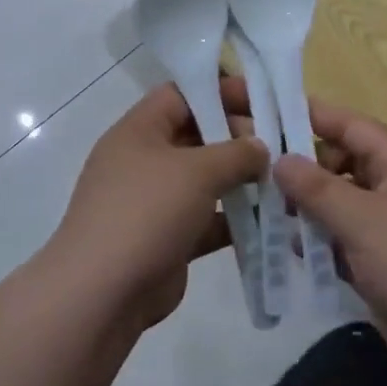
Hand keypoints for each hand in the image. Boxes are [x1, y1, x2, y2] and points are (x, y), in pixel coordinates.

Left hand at [47, 83, 267, 332]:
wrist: (103, 294)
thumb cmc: (146, 212)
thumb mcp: (196, 171)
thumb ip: (235, 153)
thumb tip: (259, 147)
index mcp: (139, 131)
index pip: (182, 94)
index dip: (221, 91)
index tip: (262, 99)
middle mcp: (144, 160)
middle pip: (197, 135)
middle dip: (238, 138)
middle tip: (280, 145)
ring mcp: (155, 202)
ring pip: (205, 181)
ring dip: (241, 181)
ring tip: (284, 181)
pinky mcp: (168, 239)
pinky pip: (207, 220)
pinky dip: (235, 220)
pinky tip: (272, 221)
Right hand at [267, 90, 386, 379]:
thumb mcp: (362, 219)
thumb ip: (317, 188)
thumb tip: (279, 159)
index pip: (353, 127)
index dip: (314, 115)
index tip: (272, 110)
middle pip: (342, 165)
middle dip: (303, 167)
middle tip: (258, 172)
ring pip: (340, 205)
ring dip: (307, 207)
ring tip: (265, 210)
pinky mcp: (382, 263)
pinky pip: (344, 240)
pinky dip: (320, 241)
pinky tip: (290, 248)